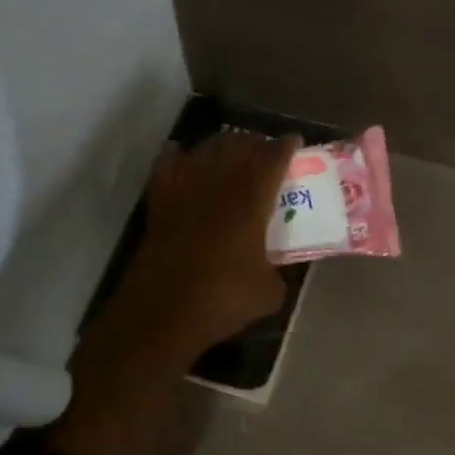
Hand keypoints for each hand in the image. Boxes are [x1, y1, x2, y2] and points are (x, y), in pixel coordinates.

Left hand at [106, 131, 299, 363]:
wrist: (162, 312)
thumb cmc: (221, 299)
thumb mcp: (269, 292)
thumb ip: (279, 271)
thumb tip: (275, 268)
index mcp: (250, 198)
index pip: (272, 156)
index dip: (286, 146)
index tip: (294, 142)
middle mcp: (218, 182)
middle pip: (238, 144)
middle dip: (255, 143)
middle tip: (266, 153)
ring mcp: (184, 188)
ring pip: (206, 149)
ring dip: (223, 147)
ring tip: (232, 157)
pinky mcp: (159, 201)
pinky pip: (171, 164)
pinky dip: (183, 158)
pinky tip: (188, 163)